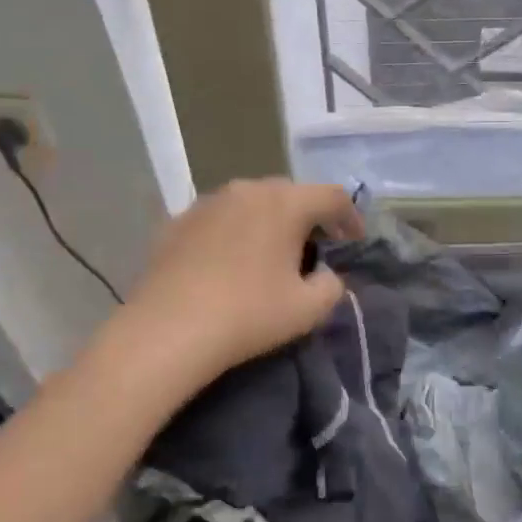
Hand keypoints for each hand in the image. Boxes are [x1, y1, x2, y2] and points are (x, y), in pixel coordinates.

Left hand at [99, 179, 363, 388]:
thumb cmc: (249, 314)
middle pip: (290, 194)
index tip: (354, 242)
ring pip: (251, 203)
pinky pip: (219, 219)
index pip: (333, 196)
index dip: (351, 217)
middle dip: (309, 217)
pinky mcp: (176, 222)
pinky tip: (230, 262)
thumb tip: (324, 275)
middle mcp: (246, 190)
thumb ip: (331, 285)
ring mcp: (207, 203)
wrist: (167, 331)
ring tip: (271, 253)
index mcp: (285, 203)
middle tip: (316, 248)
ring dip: (269, 222)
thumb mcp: (309, 309)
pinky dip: (235, 232)